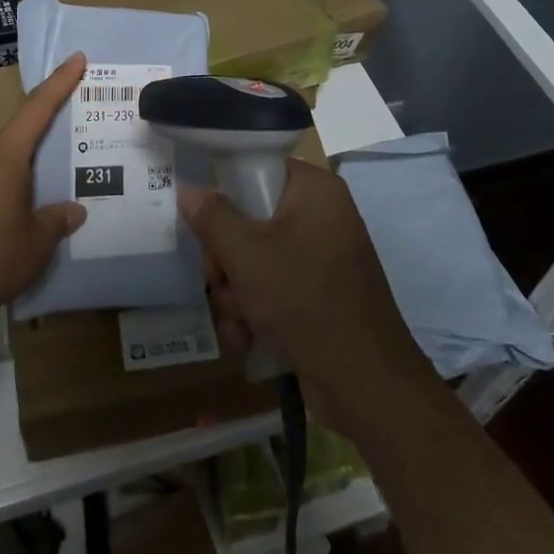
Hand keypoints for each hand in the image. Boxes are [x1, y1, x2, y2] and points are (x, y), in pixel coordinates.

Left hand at [0, 53, 87, 327]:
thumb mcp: (36, 242)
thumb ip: (57, 220)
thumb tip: (74, 210)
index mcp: (5, 157)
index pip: (37, 108)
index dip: (59, 82)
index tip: (76, 58)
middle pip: (18, 127)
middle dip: (45, 120)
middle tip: (74, 121)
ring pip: (2, 151)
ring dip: (26, 153)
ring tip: (50, 166)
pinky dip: (9, 174)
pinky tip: (19, 197)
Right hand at [180, 160, 429, 436]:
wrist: (364, 384)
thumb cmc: (303, 299)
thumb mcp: (246, 254)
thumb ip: (212, 217)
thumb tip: (188, 189)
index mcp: (315, 191)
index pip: (259, 169)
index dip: (226, 193)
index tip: (206, 222)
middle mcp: (322, 218)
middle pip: (251, 220)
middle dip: (226, 260)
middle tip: (218, 281)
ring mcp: (322, 259)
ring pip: (256, 260)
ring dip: (235, 293)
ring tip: (237, 320)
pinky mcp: (319, 296)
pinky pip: (274, 289)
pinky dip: (255, 313)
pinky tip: (246, 339)